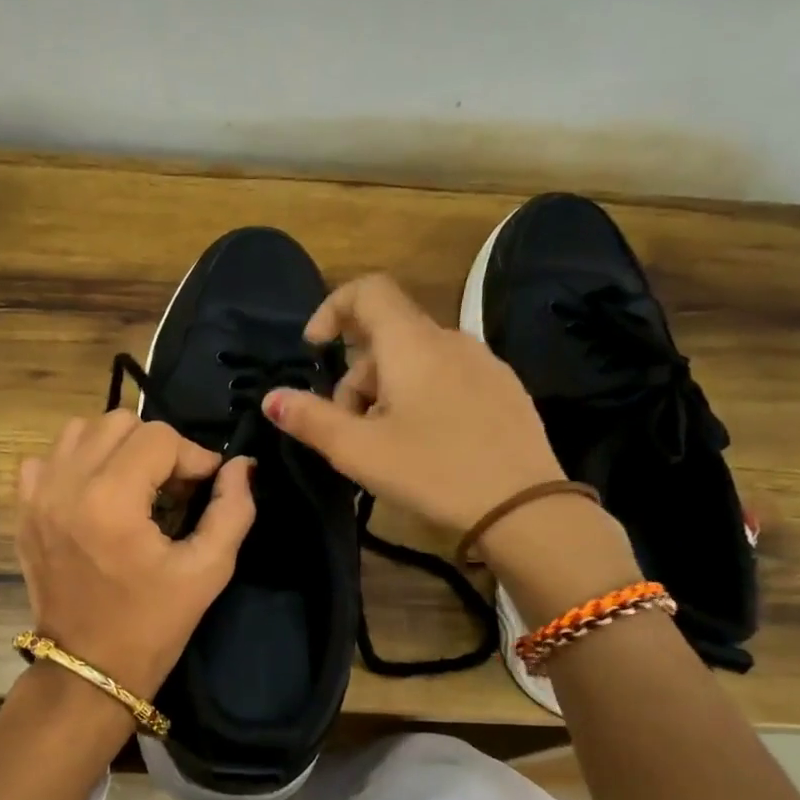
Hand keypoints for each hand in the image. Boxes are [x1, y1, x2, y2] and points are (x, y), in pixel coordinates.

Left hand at [16, 411, 255, 700]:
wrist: (88, 670)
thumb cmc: (152, 624)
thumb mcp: (208, 570)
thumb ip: (232, 509)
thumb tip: (241, 465)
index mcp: (111, 500)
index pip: (160, 437)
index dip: (193, 455)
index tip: (207, 485)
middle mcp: (67, 485)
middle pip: (119, 422)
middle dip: (156, 446)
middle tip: (173, 486)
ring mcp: (37, 496)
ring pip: (81, 431)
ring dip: (116, 447)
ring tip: (135, 484)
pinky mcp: (24, 510)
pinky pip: (47, 458)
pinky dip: (75, 462)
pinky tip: (94, 493)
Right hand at [261, 273, 566, 534]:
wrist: (527, 508)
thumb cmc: (433, 472)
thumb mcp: (358, 450)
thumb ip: (310, 419)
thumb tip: (272, 397)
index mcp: (412, 343)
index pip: (367, 291)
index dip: (332, 309)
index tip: (315, 350)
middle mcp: (449, 340)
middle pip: (386, 337)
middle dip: (355, 377)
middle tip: (349, 430)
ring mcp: (483, 363)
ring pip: (416, 360)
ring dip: (386, 392)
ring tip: (387, 445)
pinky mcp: (504, 389)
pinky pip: (447, 377)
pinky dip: (421, 397)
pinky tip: (427, 445)